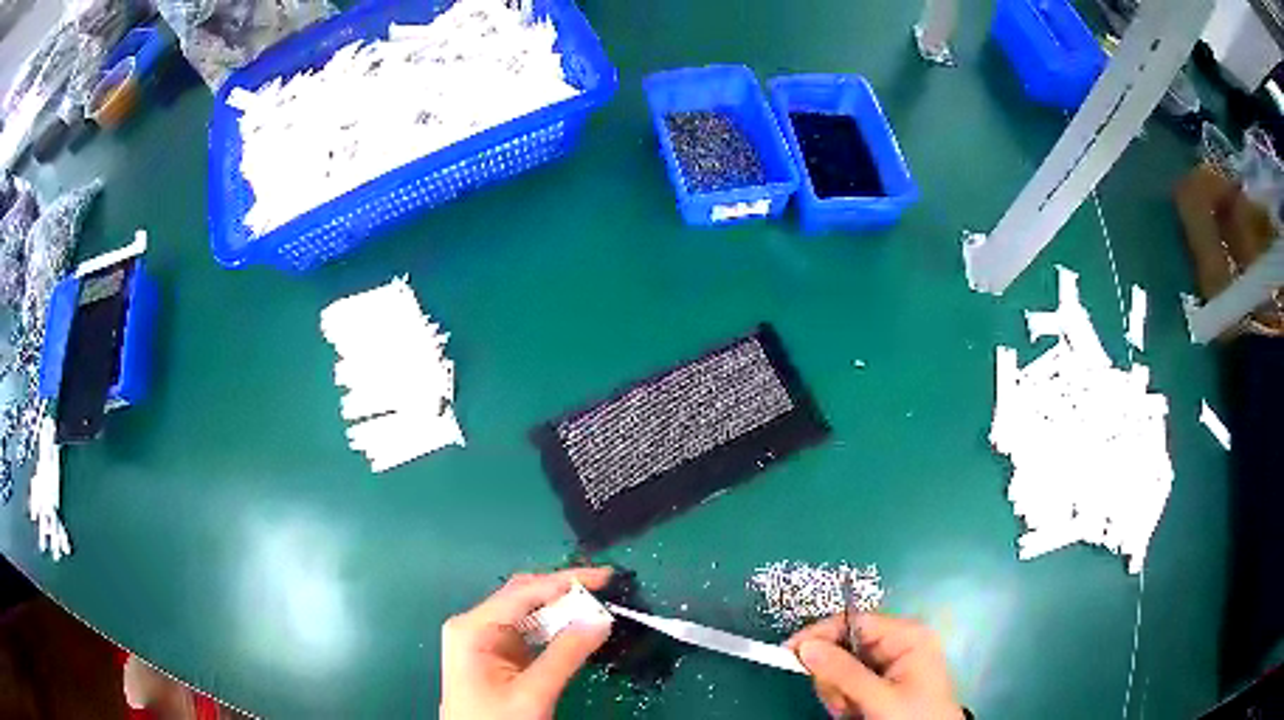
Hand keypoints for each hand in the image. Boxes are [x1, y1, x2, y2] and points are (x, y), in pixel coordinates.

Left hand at [440, 567, 613, 719]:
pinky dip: (554, 629)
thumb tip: (601, 618)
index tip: (606, 578)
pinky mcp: (496, 655)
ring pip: (528, 612)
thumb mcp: (533, 692)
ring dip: (562, 610)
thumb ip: (566, 654)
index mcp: (473, 627)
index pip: (523, 591)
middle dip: (564, 591)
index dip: (565, 581)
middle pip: (523, 595)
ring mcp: (484, 639)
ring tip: (597, 607)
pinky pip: (528, 631)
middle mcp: (474, 625)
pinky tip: (576, 630)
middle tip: (605, 591)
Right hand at [786, 612, 963, 719]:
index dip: (820, 634)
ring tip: (853, 712)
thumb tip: (805, 646)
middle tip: (842, 703)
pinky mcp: (883, 682)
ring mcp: (890, 663)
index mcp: (906, 635)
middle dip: (834, 678)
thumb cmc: (913, 716)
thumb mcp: (879, 697)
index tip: (790, 653)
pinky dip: (844, 700)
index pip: (853, 621)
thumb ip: (843, 673)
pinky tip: (855, 713)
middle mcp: (897, 643)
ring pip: (842, 669)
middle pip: (844, 647)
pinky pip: (849, 683)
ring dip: (838, 693)